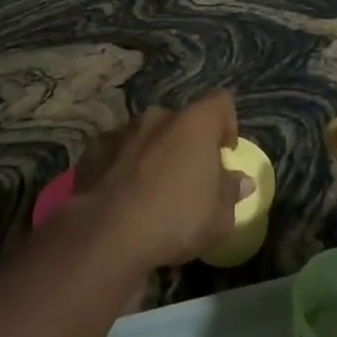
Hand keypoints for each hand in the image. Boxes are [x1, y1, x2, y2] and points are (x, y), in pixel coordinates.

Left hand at [91, 92, 250, 270]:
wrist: (108, 233)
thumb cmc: (176, 219)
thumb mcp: (219, 217)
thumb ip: (231, 192)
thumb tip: (242, 180)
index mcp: (195, 124)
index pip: (220, 102)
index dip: (227, 123)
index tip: (226, 151)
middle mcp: (159, 118)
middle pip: (181, 120)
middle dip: (187, 142)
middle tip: (190, 176)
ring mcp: (123, 131)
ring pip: (147, 135)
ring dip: (154, 152)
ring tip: (153, 188)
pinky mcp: (94, 150)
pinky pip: (117, 152)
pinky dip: (122, 165)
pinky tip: (122, 194)